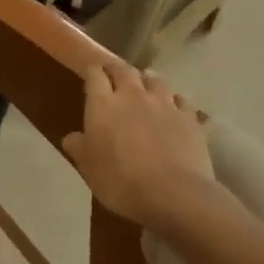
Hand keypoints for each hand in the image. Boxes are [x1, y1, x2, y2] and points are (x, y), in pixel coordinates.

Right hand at [62, 63, 219, 229]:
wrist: (173, 194)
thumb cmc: (120, 181)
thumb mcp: (87, 168)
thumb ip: (78, 147)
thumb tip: (73, 137)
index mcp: (103, 105)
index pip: (94, 75)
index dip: (91, 72)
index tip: (89, 73)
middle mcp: (133, 96)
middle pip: (125, 70)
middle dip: (117, 69)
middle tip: (114, 73)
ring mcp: (165, 105)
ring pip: (156, 80)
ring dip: (148, 80)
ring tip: (146, 84)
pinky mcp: (190, 119)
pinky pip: (183, 101)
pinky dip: (176, 101)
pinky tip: (175, 109)